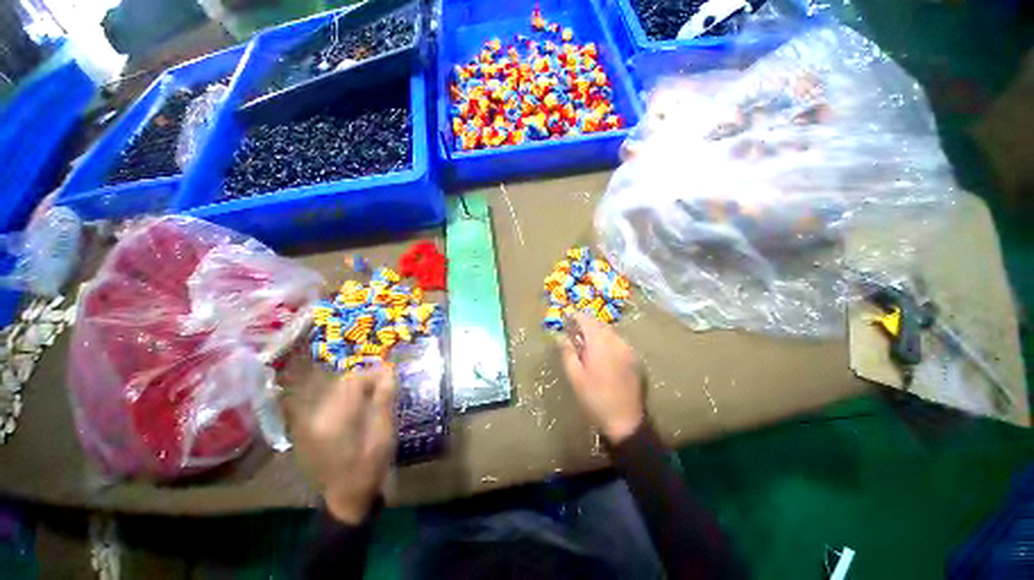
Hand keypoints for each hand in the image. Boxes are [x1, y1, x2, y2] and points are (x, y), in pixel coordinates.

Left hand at [297, 368, 397, 523]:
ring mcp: (312, 424)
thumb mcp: (383, 436)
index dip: (374, 374)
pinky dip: (350, 398)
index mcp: (335, 420)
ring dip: (359, 388)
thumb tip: (388, 372)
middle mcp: (318, 418)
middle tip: (386, 386)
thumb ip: (383, 401)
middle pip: (343, 384)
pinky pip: (332, 402)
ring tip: (376, 396)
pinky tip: (361, 408)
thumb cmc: (369, 468)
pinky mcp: (312, 429)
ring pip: (337, 391)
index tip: (392, 376)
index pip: (353, 382)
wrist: (346, 499)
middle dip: (367, 380)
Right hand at [558, 313, 644, 443]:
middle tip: (575, 331)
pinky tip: (603, 353)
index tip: (567, 316)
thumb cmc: (595, 398)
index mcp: (600, 344)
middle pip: (600, 324)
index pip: (587, 320)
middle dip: (587, 323)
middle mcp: (617, 342)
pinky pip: (619, 342)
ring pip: (611, 332)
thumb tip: (560, 336)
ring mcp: (629, 350)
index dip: (576, 316)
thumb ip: (567, 352)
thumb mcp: (575, 376)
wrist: (626, 421)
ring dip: (598, 332)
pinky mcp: (635, 359)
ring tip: (588, 342)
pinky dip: (609, 341)